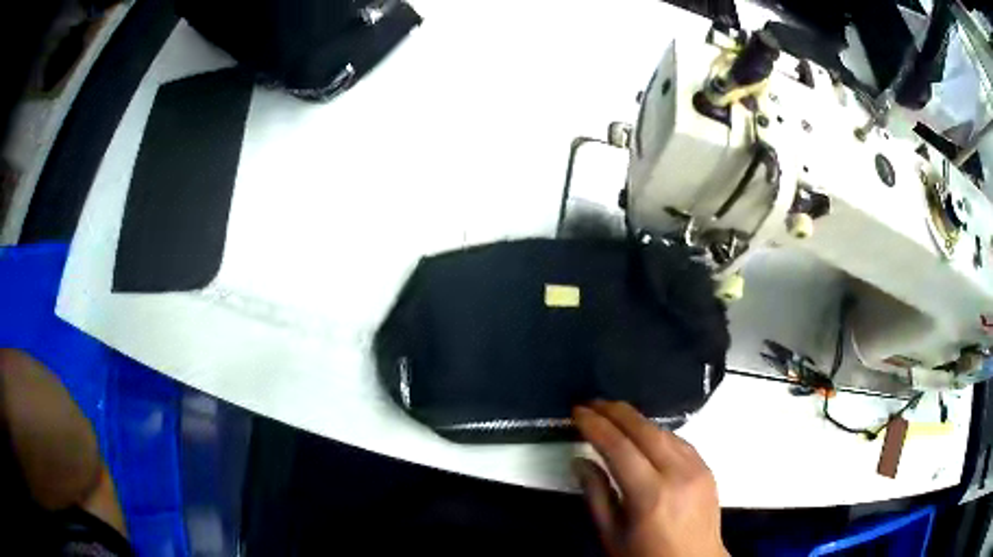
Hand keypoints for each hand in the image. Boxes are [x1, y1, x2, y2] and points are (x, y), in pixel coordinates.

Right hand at [573, 401, 726, 556]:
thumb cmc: (646, 556)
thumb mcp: (612, 535)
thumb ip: (596, 495)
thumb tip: (580, 461)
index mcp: (650, 496)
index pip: (619, 448)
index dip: (596, 425)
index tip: (577, 411)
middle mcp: (678, 475)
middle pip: (645, 430)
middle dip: (616, 411)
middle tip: (592, 403)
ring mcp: (698, 469)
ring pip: (664, 431)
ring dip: (637, 419)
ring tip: (612, 413)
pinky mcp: (707, 469)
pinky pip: (680, 441)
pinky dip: (657, 432)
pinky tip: (644, 433)